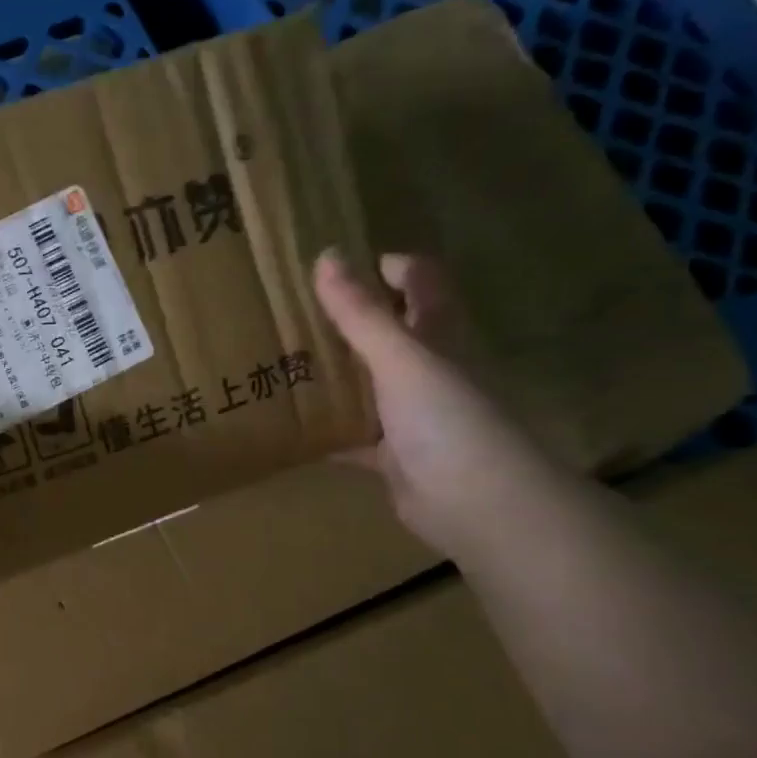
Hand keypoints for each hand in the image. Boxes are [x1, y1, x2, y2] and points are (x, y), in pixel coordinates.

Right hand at [313, 250, 566, 558]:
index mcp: (440, 336)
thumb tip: (326, 255)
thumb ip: (360, 312)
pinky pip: (353, 436)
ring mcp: (412, 413)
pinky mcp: (393, 454)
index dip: (390, 268)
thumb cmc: (446, 418)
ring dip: (334, 374)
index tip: (340, 265)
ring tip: (280, 361)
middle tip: (293, 312)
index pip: (422, 284)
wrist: (476, 502)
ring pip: (368, 384)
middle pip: (390, 333)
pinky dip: (327, 431)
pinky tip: (289, 426)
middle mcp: (429, 369)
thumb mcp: (399, 357)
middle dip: (350, 320)